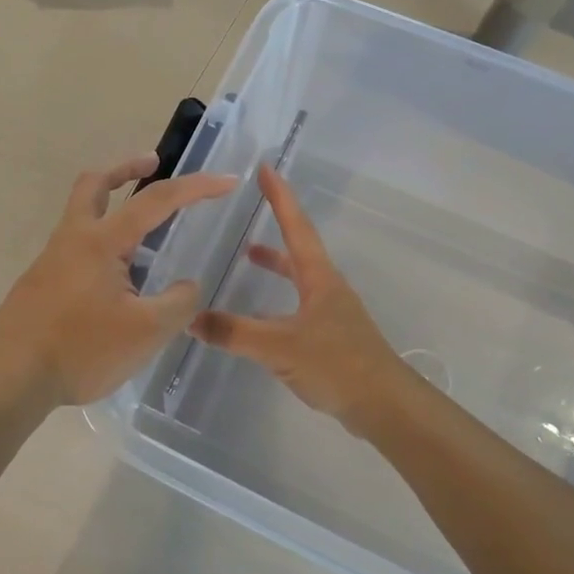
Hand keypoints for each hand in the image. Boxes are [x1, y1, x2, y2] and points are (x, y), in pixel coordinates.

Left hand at [0, 153, 237, 406]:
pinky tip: (118, 282)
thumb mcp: (146, 331)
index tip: (228, 182)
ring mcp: (51, 260)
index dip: (196, 187)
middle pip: (95, 184)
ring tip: (145, 235)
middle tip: (152, 164)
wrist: (9, 377)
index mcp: (101, 241)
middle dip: (126, 168)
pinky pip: (77, 249)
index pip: (156, 200)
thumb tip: (187, 286)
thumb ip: (178, 303)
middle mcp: (73, 239)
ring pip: (82, 216)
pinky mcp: (41, 284)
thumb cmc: (81, 349)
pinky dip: (102, 244)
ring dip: (112, 207)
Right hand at [190, 164, 408, 435]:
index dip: (280, 198)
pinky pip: (296, 308)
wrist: (383, 404)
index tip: (266, 169)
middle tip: (253, 211)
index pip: (296, 227)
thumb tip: (189, 319)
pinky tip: (257, 321)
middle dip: (276, 227)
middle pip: (298, 249)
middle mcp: (326, 288)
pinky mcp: (330, 338)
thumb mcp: (279, 346)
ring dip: (276, 265)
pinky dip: (275, 302)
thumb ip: (234, 332)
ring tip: (248, 259)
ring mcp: (331, 313)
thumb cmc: (336, 364)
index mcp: (319, 278)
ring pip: (298, 279)